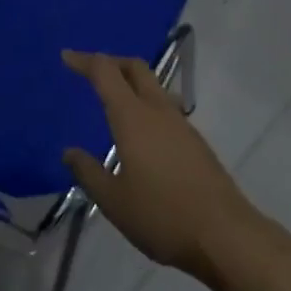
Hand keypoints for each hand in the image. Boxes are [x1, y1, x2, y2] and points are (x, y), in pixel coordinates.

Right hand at [61, 51, 257, 276]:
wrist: (224, 234)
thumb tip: (69, 151)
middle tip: (90, 72)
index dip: (84, 60)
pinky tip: (141, 133)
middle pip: (134, 67)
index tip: (66, 57)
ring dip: (131, 82)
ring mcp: (180, 123)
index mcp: (133, 117)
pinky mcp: (195, 140)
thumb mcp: (114, 201)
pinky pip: (164, 106)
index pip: (105, 72)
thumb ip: (89, 173)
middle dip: (111, 62)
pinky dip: (146, 104)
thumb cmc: (162, 215)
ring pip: (153, 85)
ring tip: (114, 101)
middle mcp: (158, 109)